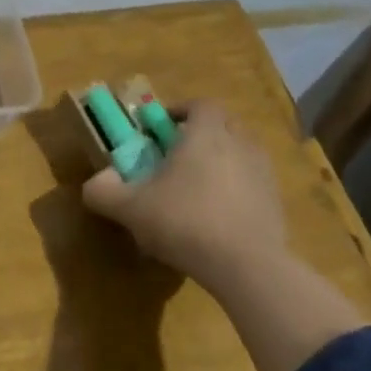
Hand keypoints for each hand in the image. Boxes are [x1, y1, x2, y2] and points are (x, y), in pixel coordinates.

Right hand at [80, 101, 291, 293]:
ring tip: (199, 186)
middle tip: (178, 154)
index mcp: (207, 134)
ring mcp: (263, 173)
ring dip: (222, 160)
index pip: (200, 105)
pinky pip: (253, 182)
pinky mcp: (276, 202)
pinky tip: (219, 214)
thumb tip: (93, 183)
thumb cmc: (185, 222)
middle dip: (202, 133)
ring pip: (241, 153)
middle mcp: (240, 143)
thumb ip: (104, 192)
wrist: (247, 266)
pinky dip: (237, 188)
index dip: (180, 110)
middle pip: (224, 125)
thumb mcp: (131, 209)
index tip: (161, 127)